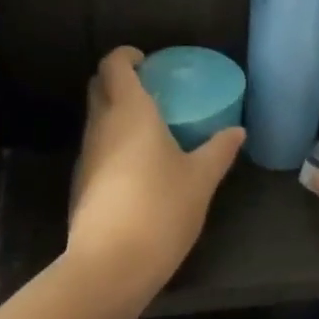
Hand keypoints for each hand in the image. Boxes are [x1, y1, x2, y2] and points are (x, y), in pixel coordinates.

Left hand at [67, 47, 245, 292]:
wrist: (111, 263)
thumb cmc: (161, 209)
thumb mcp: (200, 179)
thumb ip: (219, 150)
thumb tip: (237, 131)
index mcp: (130, 112)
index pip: (114, 65)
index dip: (127, 55)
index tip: (148, 61)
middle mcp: (101, 125)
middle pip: (99, 86)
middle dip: (119, 79)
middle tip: (152, 90)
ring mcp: (86, 154)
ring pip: (96, 117)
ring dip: (116, 112)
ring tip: (150, 128)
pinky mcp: (81, 181)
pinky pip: (96, 146)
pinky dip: (113, 140)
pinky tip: (138, 165)